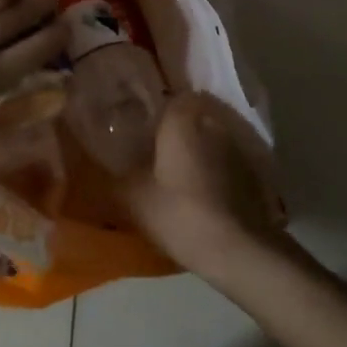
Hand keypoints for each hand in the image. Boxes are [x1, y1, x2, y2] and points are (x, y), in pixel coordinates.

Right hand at [122, 91, 288, 279]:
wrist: (238, 248)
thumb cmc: (179, 212)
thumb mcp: (132, 198)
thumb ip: (111, 178)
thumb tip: (92, 169)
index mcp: (181, 120)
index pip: (170, 98)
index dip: (157, 110)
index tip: (143, 126)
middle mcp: (212, 123)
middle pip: (192, 118)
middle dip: (178, 132)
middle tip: (157, 153)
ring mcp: (238, 147)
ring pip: (212, 140)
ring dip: (199, 152)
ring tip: (180, 176)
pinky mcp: (254, 172)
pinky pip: (228, 162)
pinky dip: (217, 172)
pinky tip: (205, 194)